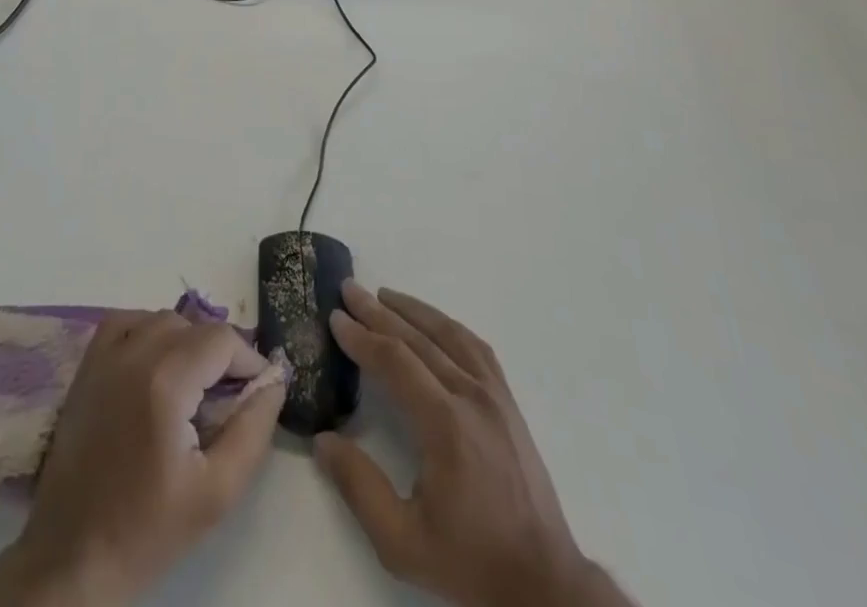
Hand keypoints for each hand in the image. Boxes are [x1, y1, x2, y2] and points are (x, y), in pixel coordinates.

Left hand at [0, 311, 285, 606]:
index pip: (222, 339)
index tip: (258, 392)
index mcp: (166, 381)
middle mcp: (134, 354)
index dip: (248, 360)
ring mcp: (104, 357)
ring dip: (187, 341)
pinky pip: (124, 322)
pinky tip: (155, 364)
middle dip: (221, 354)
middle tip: (229, 397)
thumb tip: (275, 381)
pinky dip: (147, 330)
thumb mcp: (218, 492)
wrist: (72, 559)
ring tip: (195, 385)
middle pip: (194, 326)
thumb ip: (254, 429)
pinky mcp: (86, 368)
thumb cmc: (148, 530)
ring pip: (161, 320)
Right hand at [315, 281, 633, 606]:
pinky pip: (475, 348)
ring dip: (413, 310)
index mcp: (445, 424)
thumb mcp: (403, 541)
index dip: (362, 336)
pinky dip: (448, 326)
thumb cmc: (470, 561)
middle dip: (378, 311)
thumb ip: (359, 487)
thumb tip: (322, 440)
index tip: (336, 318)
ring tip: (384, 295)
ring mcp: (494, 395)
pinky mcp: (508, 402)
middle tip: (349, 289)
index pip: (395, 361)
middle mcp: (471, 396)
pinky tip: (434, 322)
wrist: (544, 583)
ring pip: (448, 334)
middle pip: (418, 338)